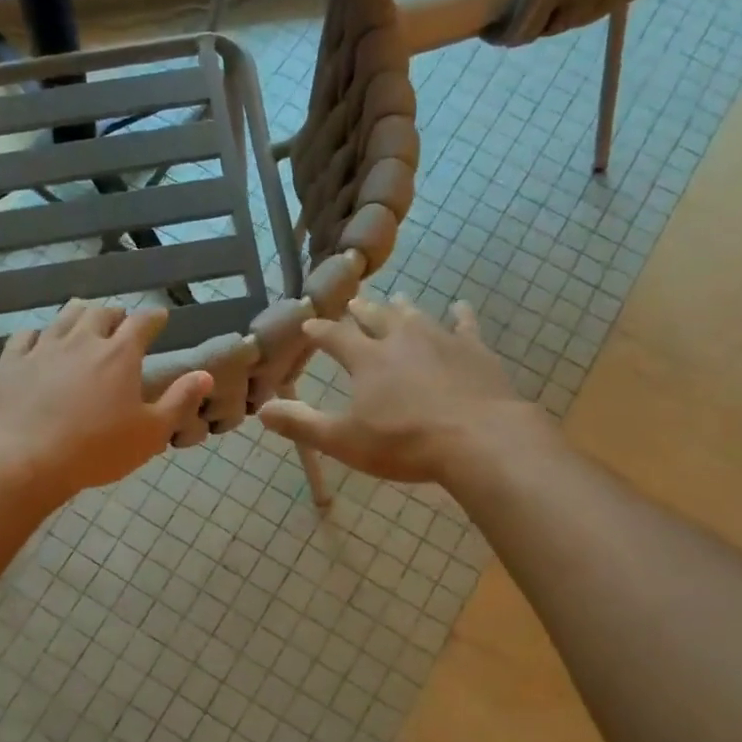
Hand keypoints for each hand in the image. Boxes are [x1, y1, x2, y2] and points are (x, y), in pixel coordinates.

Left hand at [0, 300, 212, 499]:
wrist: (25, 457)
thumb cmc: (96, 449)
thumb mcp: (150, 432)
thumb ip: (179, 400)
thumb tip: (204, 374)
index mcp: (120, 354)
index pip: (143, 322)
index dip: (154, 317)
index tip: (160, 317)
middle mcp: (83, 339)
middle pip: (101, 313)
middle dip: (115, 314)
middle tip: (120, 322)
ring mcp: (44, 346)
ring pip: (65, 316)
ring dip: (80, 314)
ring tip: (84, 320)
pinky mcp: (12, 360)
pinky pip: (27, 335)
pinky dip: (40, 333)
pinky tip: (40, 340)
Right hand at [259, 295, 546, 483]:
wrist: (479, 438)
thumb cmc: (404, 443)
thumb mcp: (344, 440)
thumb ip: (302, 423)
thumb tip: (262, 409)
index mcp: (367, 359)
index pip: (335, 337)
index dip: (320, 331)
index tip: (309, 324)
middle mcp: (401, 339)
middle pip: (376, 316)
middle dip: (361, 310)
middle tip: (353, 302)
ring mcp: (441, 340)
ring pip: (416, 316)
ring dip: (402, 308)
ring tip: (396, 299)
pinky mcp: (475, 351)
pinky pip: (465, 325)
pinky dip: (460, 315)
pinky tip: (460, 307)